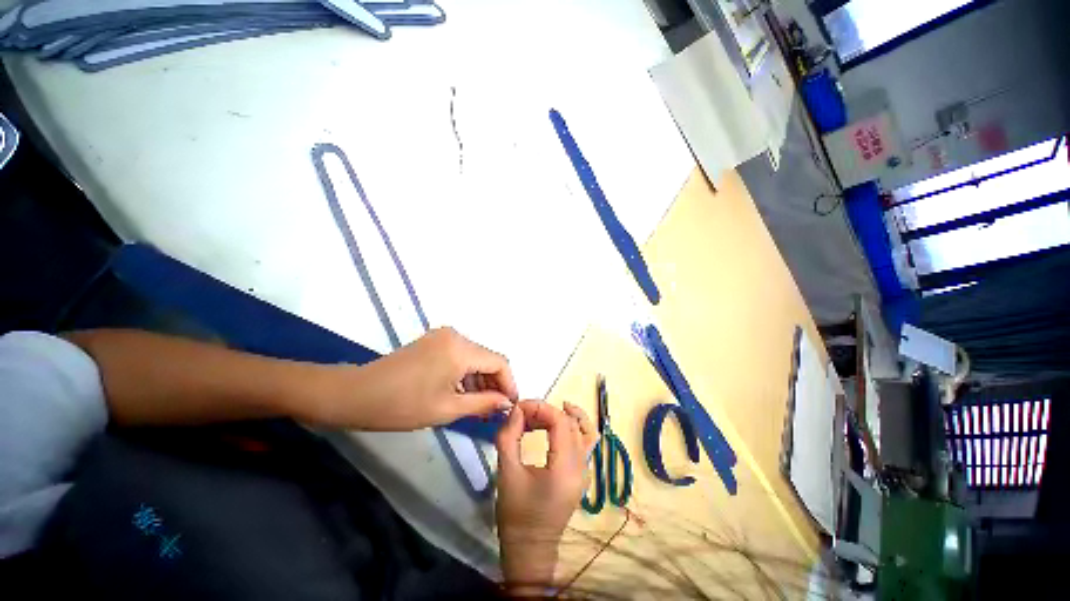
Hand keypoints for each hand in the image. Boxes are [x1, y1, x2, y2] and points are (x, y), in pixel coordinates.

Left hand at [322, 328, 518, 430]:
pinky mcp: (434, 341)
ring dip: (480, 379)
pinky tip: (462, 392)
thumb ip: (483, 403)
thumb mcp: (448, 409)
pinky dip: (466, 373)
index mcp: (461, 349)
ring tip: (479, 406)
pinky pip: (460, 355)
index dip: (509, 383)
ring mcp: (443, 336)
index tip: (509, 405)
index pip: (499, 362)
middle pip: (487, 358)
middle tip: (494, 410)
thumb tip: (506, 403)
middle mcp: (456, 336)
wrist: (356, 394)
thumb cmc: (403, 405)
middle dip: (494, 383)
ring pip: (474, 357)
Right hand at [495, 401, 597, 591]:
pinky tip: (555, 425)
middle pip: (572, 423)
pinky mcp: (582, 474)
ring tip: (540, 415)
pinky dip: (572, 427)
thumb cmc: (516, 515)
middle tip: (524, 414)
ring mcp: (586, 471)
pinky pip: (584, 441)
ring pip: (584, 430)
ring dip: (563, 416)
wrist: (530, 549)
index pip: (561, 422)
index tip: (519, 408)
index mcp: (565, 469)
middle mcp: (582, 467)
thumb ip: (509, 436)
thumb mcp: (507, 473)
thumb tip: (516, 409)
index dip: (540, 408)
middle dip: (547, 411)